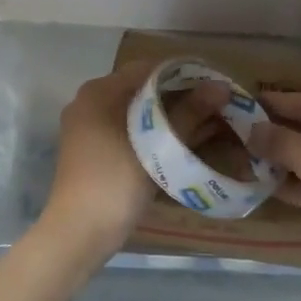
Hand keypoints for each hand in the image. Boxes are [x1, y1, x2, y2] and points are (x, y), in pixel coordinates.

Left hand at [43, 63, 228, 256]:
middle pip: (143, 89)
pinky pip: (129, 131)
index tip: (214, 85)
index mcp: (100, 91)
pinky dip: (154, 133)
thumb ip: (189, 113)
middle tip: (216, 106)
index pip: (148, 68)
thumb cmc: (117, 181)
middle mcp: (90, 102)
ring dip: (170, 117)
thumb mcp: (158, 145)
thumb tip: (221, 86)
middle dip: (180, 96)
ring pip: (137, 112)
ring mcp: (89, 127)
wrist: (79, 232)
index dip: (184, 74)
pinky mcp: (94, 150)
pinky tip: (182, 142)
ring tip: (207, 123)